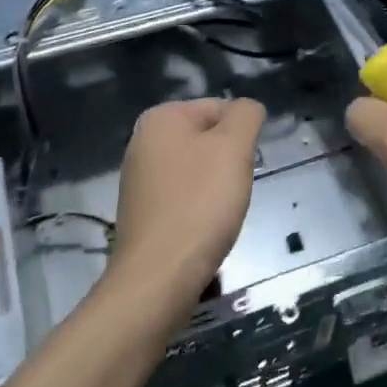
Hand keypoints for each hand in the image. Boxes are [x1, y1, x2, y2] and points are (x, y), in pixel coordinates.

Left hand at [108, 97, 265, 303]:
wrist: (158, 278)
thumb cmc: (199, 204)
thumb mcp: (234, 147)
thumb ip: (246, 115)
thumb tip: (247, 108)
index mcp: (160, 117)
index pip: (220, 108)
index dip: (241, 136)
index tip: (244, 167)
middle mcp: (142, 141)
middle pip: (208, 139)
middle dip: (228, 162)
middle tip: (234, 190)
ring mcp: (139, 178)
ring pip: (198, 170)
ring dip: (216, 188)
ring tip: (219, 214)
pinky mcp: (142, 211)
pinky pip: (183, 197)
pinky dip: (199, 209)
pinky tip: (203, 230)